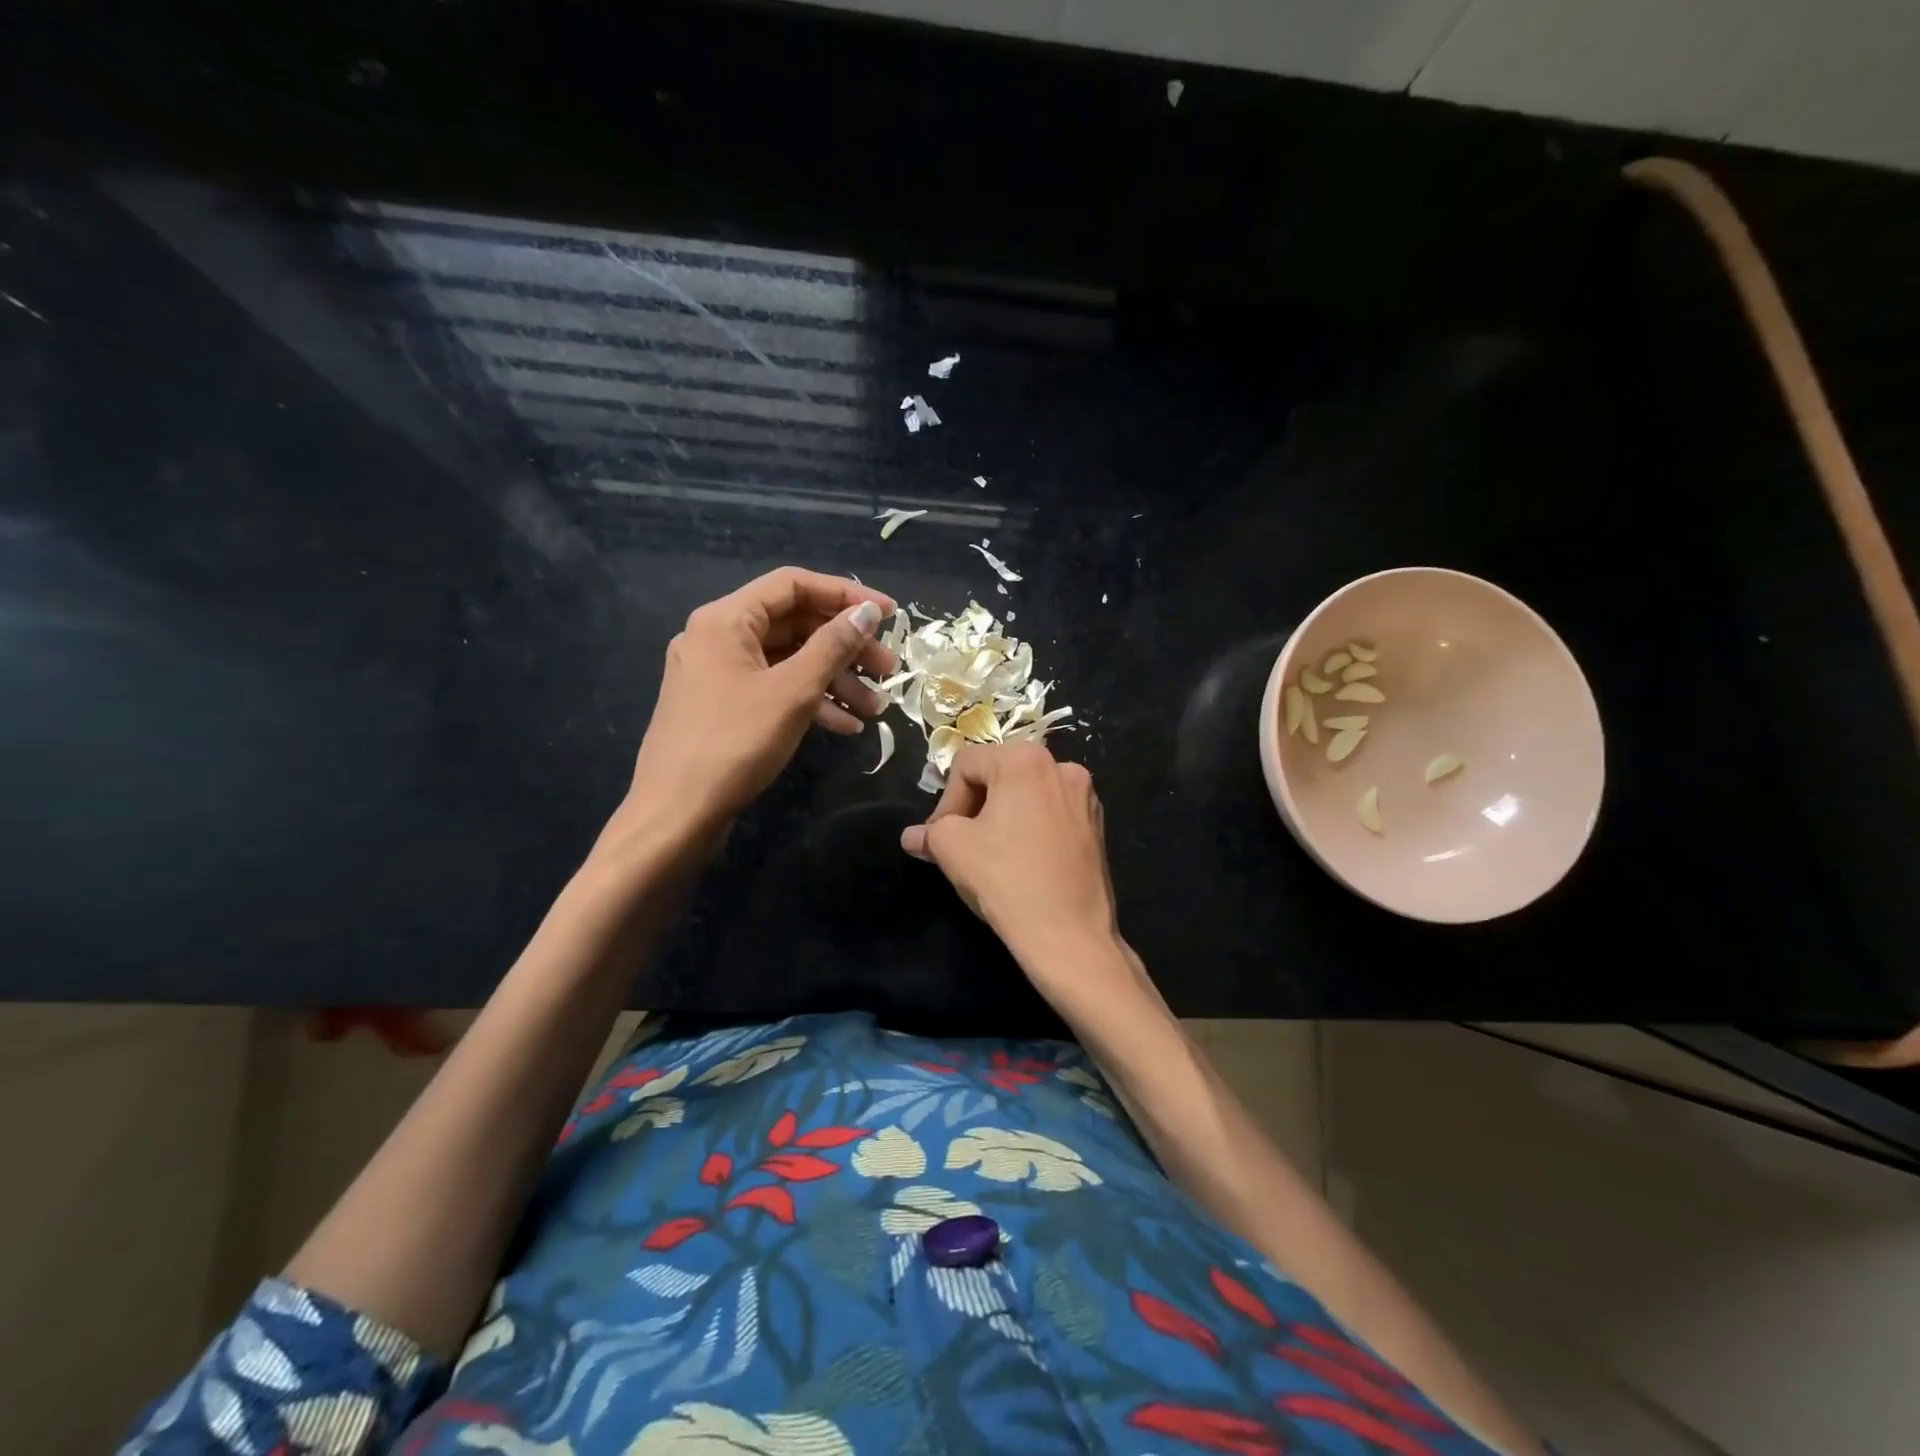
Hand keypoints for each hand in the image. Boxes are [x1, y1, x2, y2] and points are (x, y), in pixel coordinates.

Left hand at [623, 568, 896, 833]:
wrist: (676, 814)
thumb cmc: (735, 743)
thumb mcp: (793, 692)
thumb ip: (833, 646)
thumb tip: (867, 612)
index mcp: (726, 619)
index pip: (794, 584)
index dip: (846, 595)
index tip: (889, 615)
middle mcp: (718, 637)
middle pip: (794, 624)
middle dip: (845, 647)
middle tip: (888, 669)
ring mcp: (717, 673)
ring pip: (787, 661)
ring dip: (834, 679)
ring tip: (875, 708)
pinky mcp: (721, 706)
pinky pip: (772, 689)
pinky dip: (809, 701)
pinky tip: (844, 726)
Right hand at [901, 743, 1119, 963]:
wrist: (1069, 935)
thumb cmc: (1006, 880)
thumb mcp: (952, 849)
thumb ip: (929, 833)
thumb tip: (913, 836)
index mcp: (1026, 760)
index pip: (967, 765)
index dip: (946, 801)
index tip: (941, 839)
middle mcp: (1061, 767)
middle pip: (999, 775)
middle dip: (975, 807)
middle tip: (962, 845)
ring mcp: (1086, 797)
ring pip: (1027, 796)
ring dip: (1003, 818)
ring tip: (992, 855)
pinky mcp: (1097, 826)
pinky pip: (1052, 815)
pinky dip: (1032, 829)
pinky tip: (1024, 863)